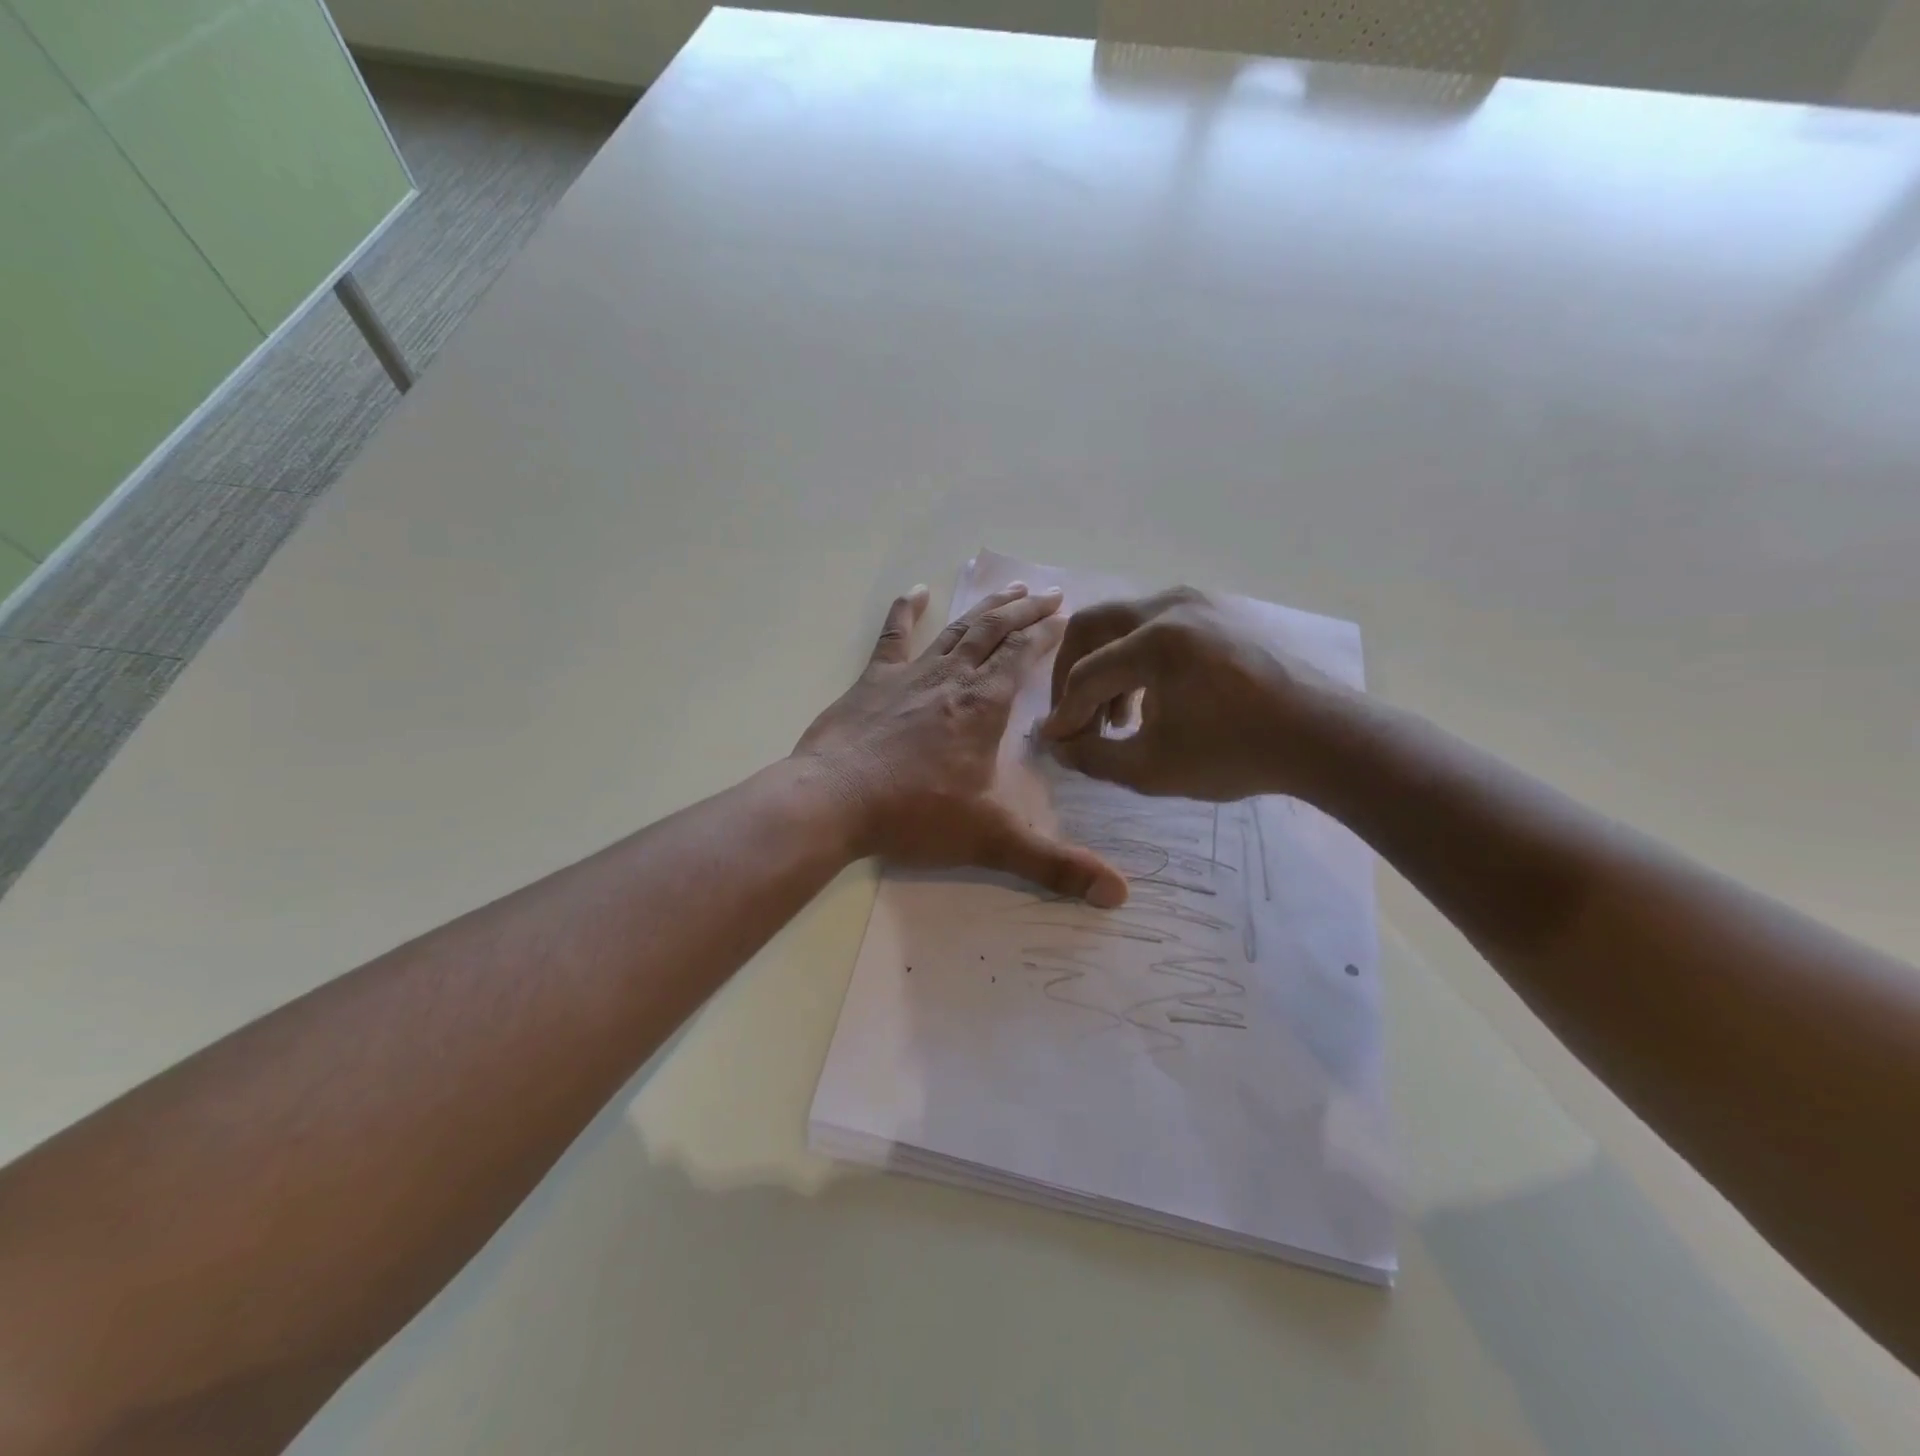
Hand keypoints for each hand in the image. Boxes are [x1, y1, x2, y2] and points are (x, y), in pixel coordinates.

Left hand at [795, 583, 1128, 906]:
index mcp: (983, 706)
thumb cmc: (913, 815)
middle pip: (994, 633)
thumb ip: (1055, 865)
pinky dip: (907, 611)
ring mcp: (910, 675)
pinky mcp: (873, 680)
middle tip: (1049, 593)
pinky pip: (894, 636)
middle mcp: (952, 679)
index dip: (1044, 635)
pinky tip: (917, 591)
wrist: (832, 801)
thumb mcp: (991, 841)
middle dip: (1024, 611)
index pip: (1021, 657)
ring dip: (985, 608)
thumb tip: (1120, 895)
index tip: (1064, 617)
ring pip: (957, 630)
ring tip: (1009, 588)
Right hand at [1038, 587, 1345, 801]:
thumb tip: (1059, 744)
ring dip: (1105, 666)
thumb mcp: (1152, 768)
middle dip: (1071, 673)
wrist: (1323, 736)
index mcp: (1155, 641)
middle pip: (1093, 626)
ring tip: (1113, 718)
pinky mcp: (1217, 613)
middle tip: (1071, 714)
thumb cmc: (1236, 754)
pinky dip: (1137, 658)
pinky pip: (1157, 625)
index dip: (1064, 712)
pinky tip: (1148, 700)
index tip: (1056, 742)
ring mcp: (1198, 603)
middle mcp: (1171, 606)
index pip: (1086, 674)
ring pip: (1125, 623)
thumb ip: (1094, 756)